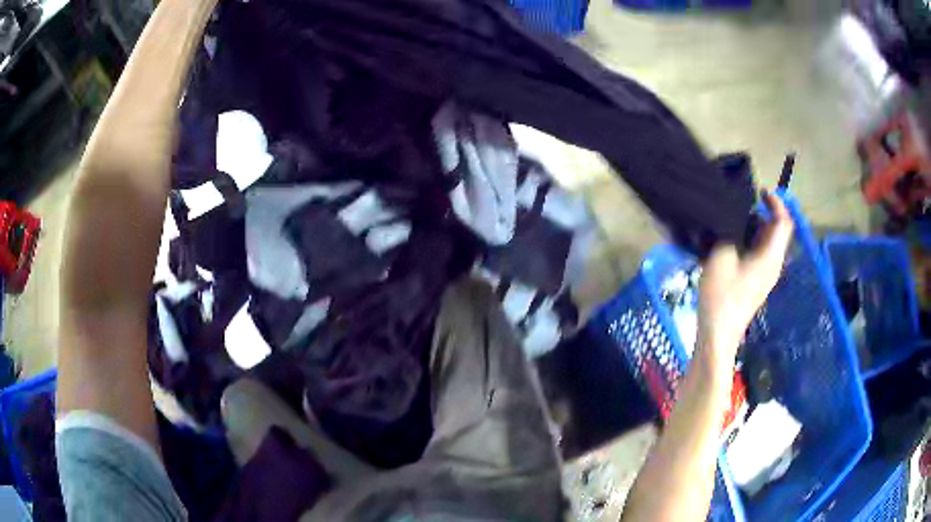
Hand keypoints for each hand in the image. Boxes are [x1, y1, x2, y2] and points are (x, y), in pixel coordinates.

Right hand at [696, 191, 793, 374]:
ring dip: (753, 226)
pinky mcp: (756, 281)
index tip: (759, 191)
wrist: (718, 333)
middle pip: (776, 230)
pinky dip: (749, 240)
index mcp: (771, 255)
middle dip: (762, 212)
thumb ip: (729, 231)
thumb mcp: (721, 255)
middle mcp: (774, 263)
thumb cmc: (722, 294)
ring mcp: (766, 274)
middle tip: (739, 204)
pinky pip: (759, 253)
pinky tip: (730, 241)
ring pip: (766, 241)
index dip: (776, 203)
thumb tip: (732, 218)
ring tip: (731, 219)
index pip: (783, 222)